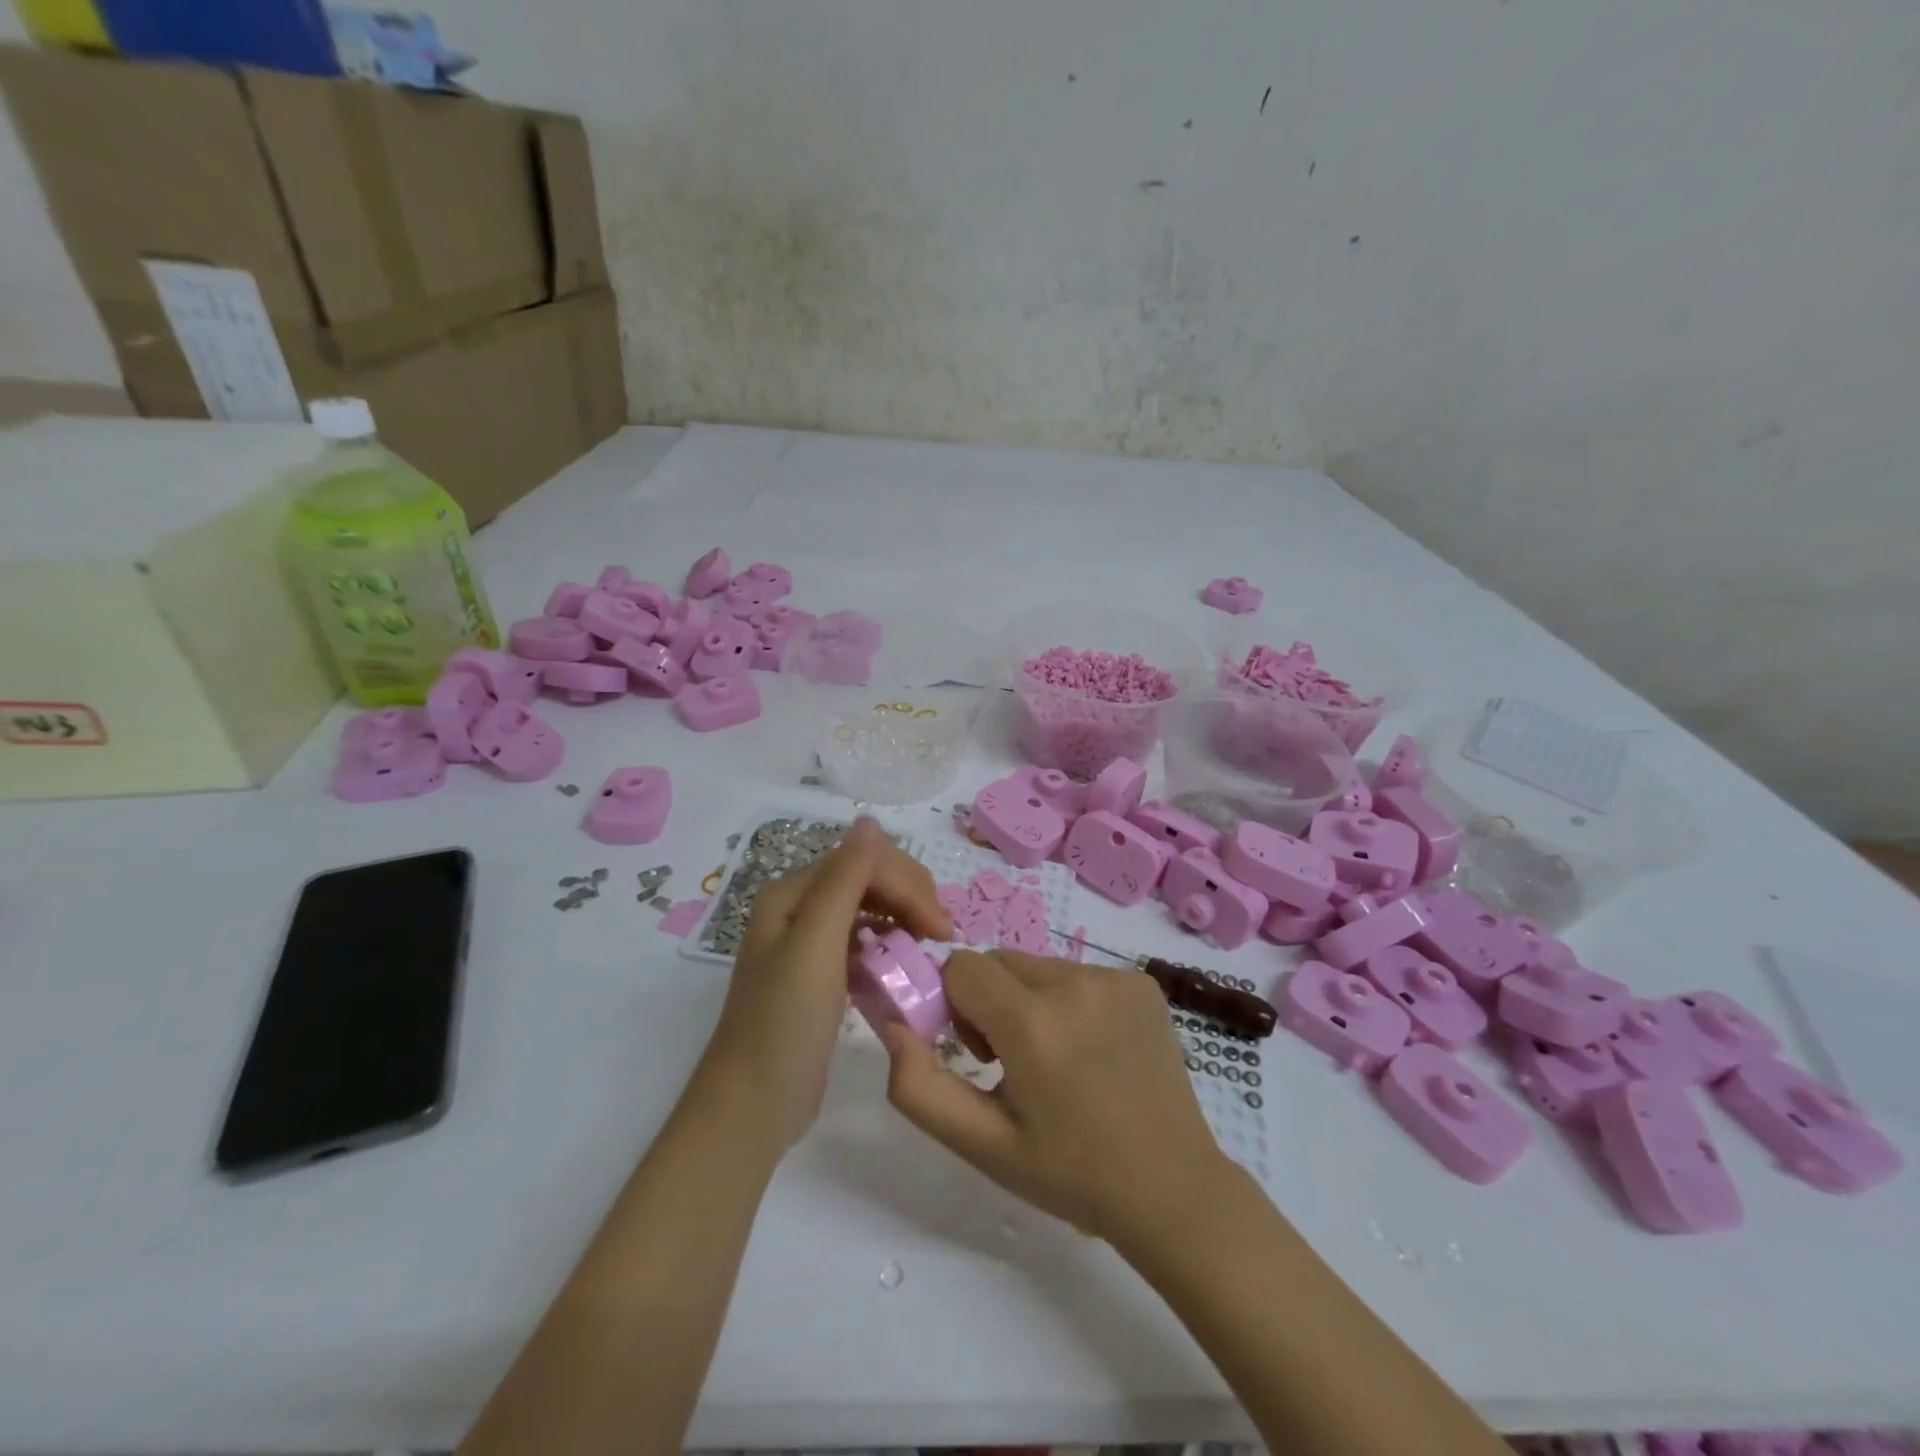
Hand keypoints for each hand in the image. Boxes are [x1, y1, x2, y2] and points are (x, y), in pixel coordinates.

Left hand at [699, 818, 951, 1150]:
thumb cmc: (783, 1024)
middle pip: (868, 879)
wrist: (751, 1107)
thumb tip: (870, 821)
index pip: (864, 862)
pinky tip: (902, 965)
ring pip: (870, 909)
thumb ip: (844, 880)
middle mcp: (798, 909)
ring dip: (903, 919)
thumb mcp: (815, 946)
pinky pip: (863, 943)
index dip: (907, 884)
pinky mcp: (821, 976)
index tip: (942, 929)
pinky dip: (887, 947)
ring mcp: (808, 944)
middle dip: (910, 897)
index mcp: (792, 893)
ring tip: (929, 948)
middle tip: (943, 936)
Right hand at [882, 949, 1231, 1242]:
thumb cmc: (1071, 1174)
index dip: (955, 1007)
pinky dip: (1071, 1001)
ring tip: (1057, 1060)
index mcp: (1033, 1023)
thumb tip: (893, 1024)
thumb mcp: (983, 1144)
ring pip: (1038, 966)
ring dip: (1030, 1000)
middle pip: (999, 962)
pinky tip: (1094, 1051)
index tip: (978, 1053)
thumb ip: (920, 1087)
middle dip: (990, 1001)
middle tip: (1013, 1062)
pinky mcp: (1142, 983)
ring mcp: (1115, 979)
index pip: (961, 967)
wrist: (1173, 1189)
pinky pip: (1079, 974)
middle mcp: (1075, 984)